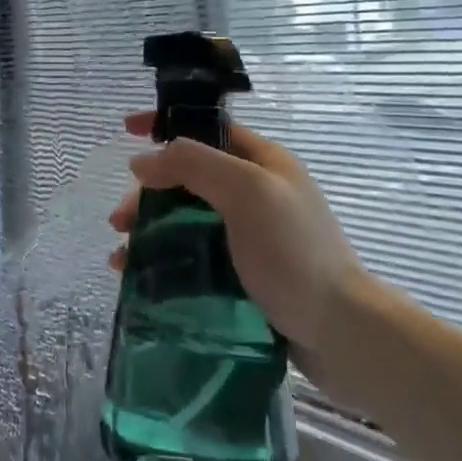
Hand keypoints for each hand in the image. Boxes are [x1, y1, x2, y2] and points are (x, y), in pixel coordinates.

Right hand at [108, 112, 368, 357]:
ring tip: (121, 257)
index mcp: (262, 162)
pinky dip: (162, 260)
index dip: (165, 124)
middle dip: (148, 192)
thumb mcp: (246, 192)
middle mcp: (255, 194)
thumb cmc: (294, 253)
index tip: (126, 130)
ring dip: (148, 229)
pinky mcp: (242, 275)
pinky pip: (191, 256)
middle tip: (119, 221)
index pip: (206, 129)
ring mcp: (249, 236)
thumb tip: (142, 161)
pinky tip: (138, 277)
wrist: (342, 335)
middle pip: (187, 178)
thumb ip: (193, 165)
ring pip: (184, 219)